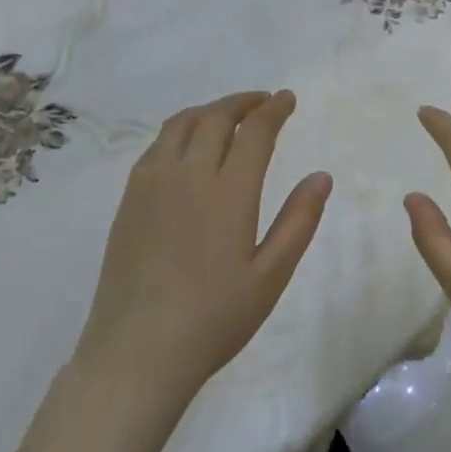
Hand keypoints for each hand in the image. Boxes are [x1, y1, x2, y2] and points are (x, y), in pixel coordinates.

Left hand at [76, 91, 331, 402]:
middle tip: (263, 102)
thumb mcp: (271, 276)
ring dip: (210, 110)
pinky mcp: (129, 201)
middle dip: (243, 102)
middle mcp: (187, 176)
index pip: (254, 132)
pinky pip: (157, 146)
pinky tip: (189, 147)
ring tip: (229, 115)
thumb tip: (321, 175)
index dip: (273, 109)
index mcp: (228, 192)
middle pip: (215, 117)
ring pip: (180, 124)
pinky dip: (181, 130)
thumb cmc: (214, 319)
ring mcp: (151, 185)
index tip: (287, 99)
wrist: (137, 353)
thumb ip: (298, 221)